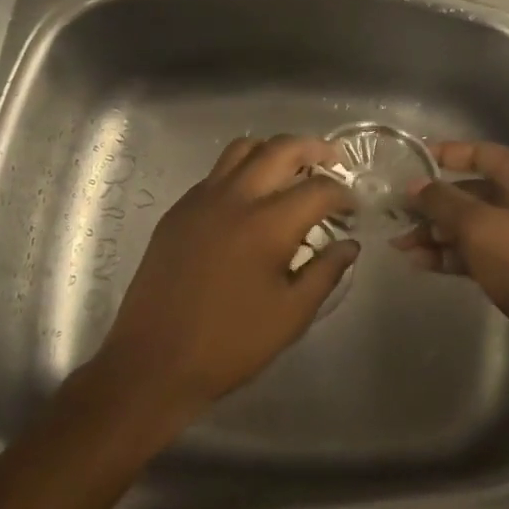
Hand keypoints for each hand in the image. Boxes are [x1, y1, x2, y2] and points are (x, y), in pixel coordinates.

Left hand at [89, 134, 356, 420]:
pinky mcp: (179, 210)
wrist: (154, 360)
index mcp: (267, 224)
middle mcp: (235, 197)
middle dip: (313, 149)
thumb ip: (326, 272)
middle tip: (333, 160)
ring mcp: (201, 199)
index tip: (353, 206)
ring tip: (291, 169)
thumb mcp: (291, 315)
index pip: (318, 189)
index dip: (343, 193)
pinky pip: (217, 172)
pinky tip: (250, 197)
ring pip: (243, 149)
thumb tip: (348, 244)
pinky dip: (242, 169)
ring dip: (274, 150)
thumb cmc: (230, 343)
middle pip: (280, 149)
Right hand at [397, 140, 508, 333]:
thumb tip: (415, 185)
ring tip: (400, 245)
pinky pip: (478, 250)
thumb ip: (442, 201)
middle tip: (397, 214)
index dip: (445, 155)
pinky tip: (420, 263)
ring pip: (471, 224)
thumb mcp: (478, 226)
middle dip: (434, 204)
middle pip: (472, 192)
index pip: (482, 153)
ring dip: (436, 233)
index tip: (411, 162)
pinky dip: (451, 254)